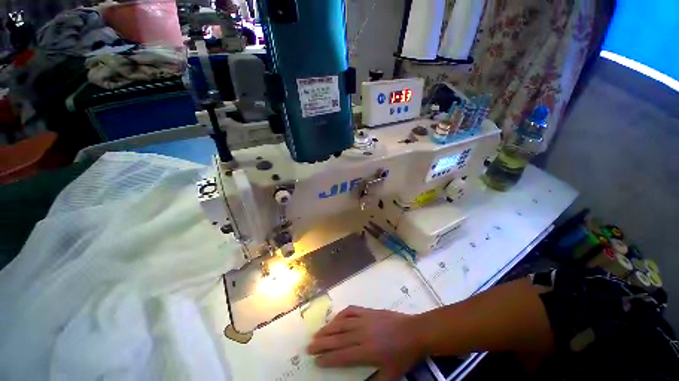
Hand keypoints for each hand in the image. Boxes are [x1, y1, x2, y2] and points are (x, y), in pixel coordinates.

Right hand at [307, 306, 422, 380]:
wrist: (413, 331)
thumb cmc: (402, 355)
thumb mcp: (391, 375)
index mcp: (367, 351)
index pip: (342, 355)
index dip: (328, 358)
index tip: (316, 360)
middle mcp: (362, 334)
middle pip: (338, 338)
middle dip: (322, 343)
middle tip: (309, 346)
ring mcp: (364, 319)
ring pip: (342, 323)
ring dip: (328, 328)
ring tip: (317, 333)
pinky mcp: (368, 311)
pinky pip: (351, 311)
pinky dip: (341, 314)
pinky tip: (336, 318)